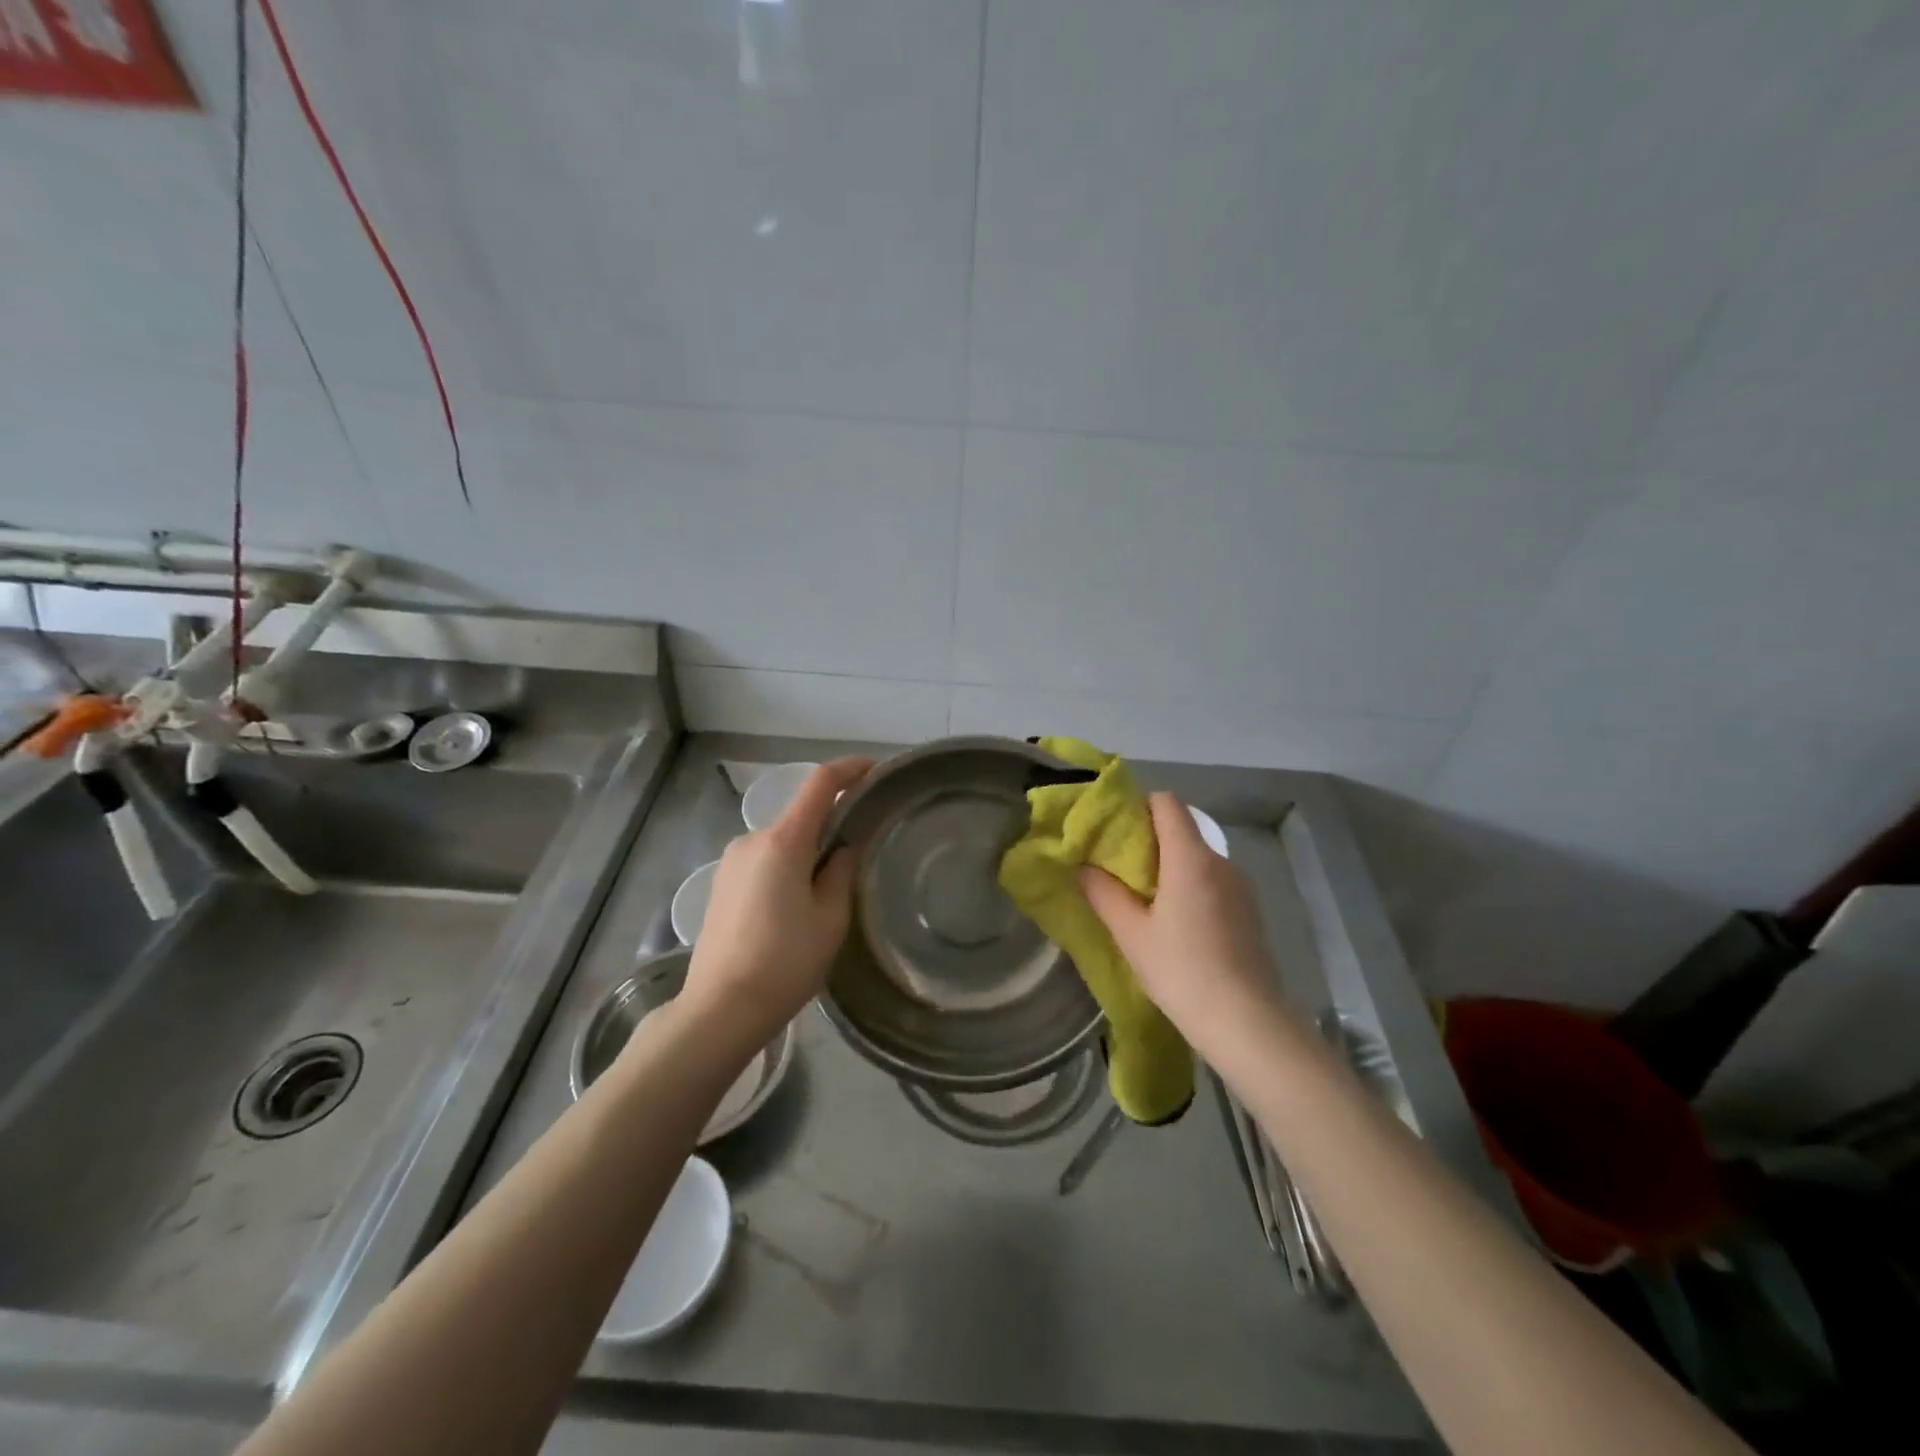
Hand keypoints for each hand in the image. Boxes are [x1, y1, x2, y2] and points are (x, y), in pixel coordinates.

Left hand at [680, 757, 873, 1042]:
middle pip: (801, 814)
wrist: (720, 1009)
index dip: (851, 769)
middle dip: (833, 823)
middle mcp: (752, 839)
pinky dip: (787, 865)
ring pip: (783, 840)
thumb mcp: (831, 918)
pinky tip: (795, 905)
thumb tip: (844, 847)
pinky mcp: (721, 882)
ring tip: (830, 889)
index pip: (821, 783)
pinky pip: (764, 859)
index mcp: (783, 841)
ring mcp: (731, 860)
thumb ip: (842, 871)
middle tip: (862, 851)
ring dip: (809, 849)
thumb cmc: (785, 963)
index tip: (877, 771)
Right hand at [1081, 792, 1291, 1060]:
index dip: (1139, 807)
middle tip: (1119, 869)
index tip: (1115, 830)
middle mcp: (1220, 861)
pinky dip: (1191, 886)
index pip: (1167, 803)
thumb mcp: (1131, 934)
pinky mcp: (1250, 909)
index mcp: (1190, 858)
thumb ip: (1103, 893)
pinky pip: (1213, 880)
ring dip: (1171, 866)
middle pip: (1182, 829)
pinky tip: (1177, 922)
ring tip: (1145, 899)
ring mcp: (1240, 885)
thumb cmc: (1181, 971)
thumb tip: (1084, 866)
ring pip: (1198, 857)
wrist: (1246, 1022)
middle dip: (1149, 840)